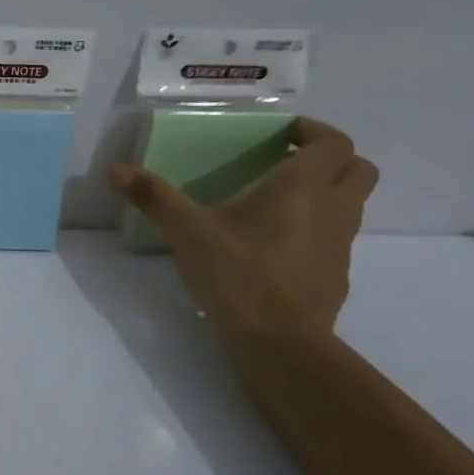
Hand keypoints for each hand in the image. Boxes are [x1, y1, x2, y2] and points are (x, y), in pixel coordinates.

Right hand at [109, 117, 377, 338]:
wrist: (279, 343)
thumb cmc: (238, 274)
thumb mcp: (187, 231)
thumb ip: (154, 197)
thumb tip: (115, 170)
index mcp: (303, 187)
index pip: (334, 142)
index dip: (313, 131)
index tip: (281, 135)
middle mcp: (333, 209)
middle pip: (359, 170)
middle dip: (331, 160)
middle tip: (288, 164)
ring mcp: (340, 246)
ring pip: (351, 206)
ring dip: (326, 196)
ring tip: (276, 205)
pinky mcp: (335, 277)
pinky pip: (335, 241)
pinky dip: (316, 233)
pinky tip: (275, 249)